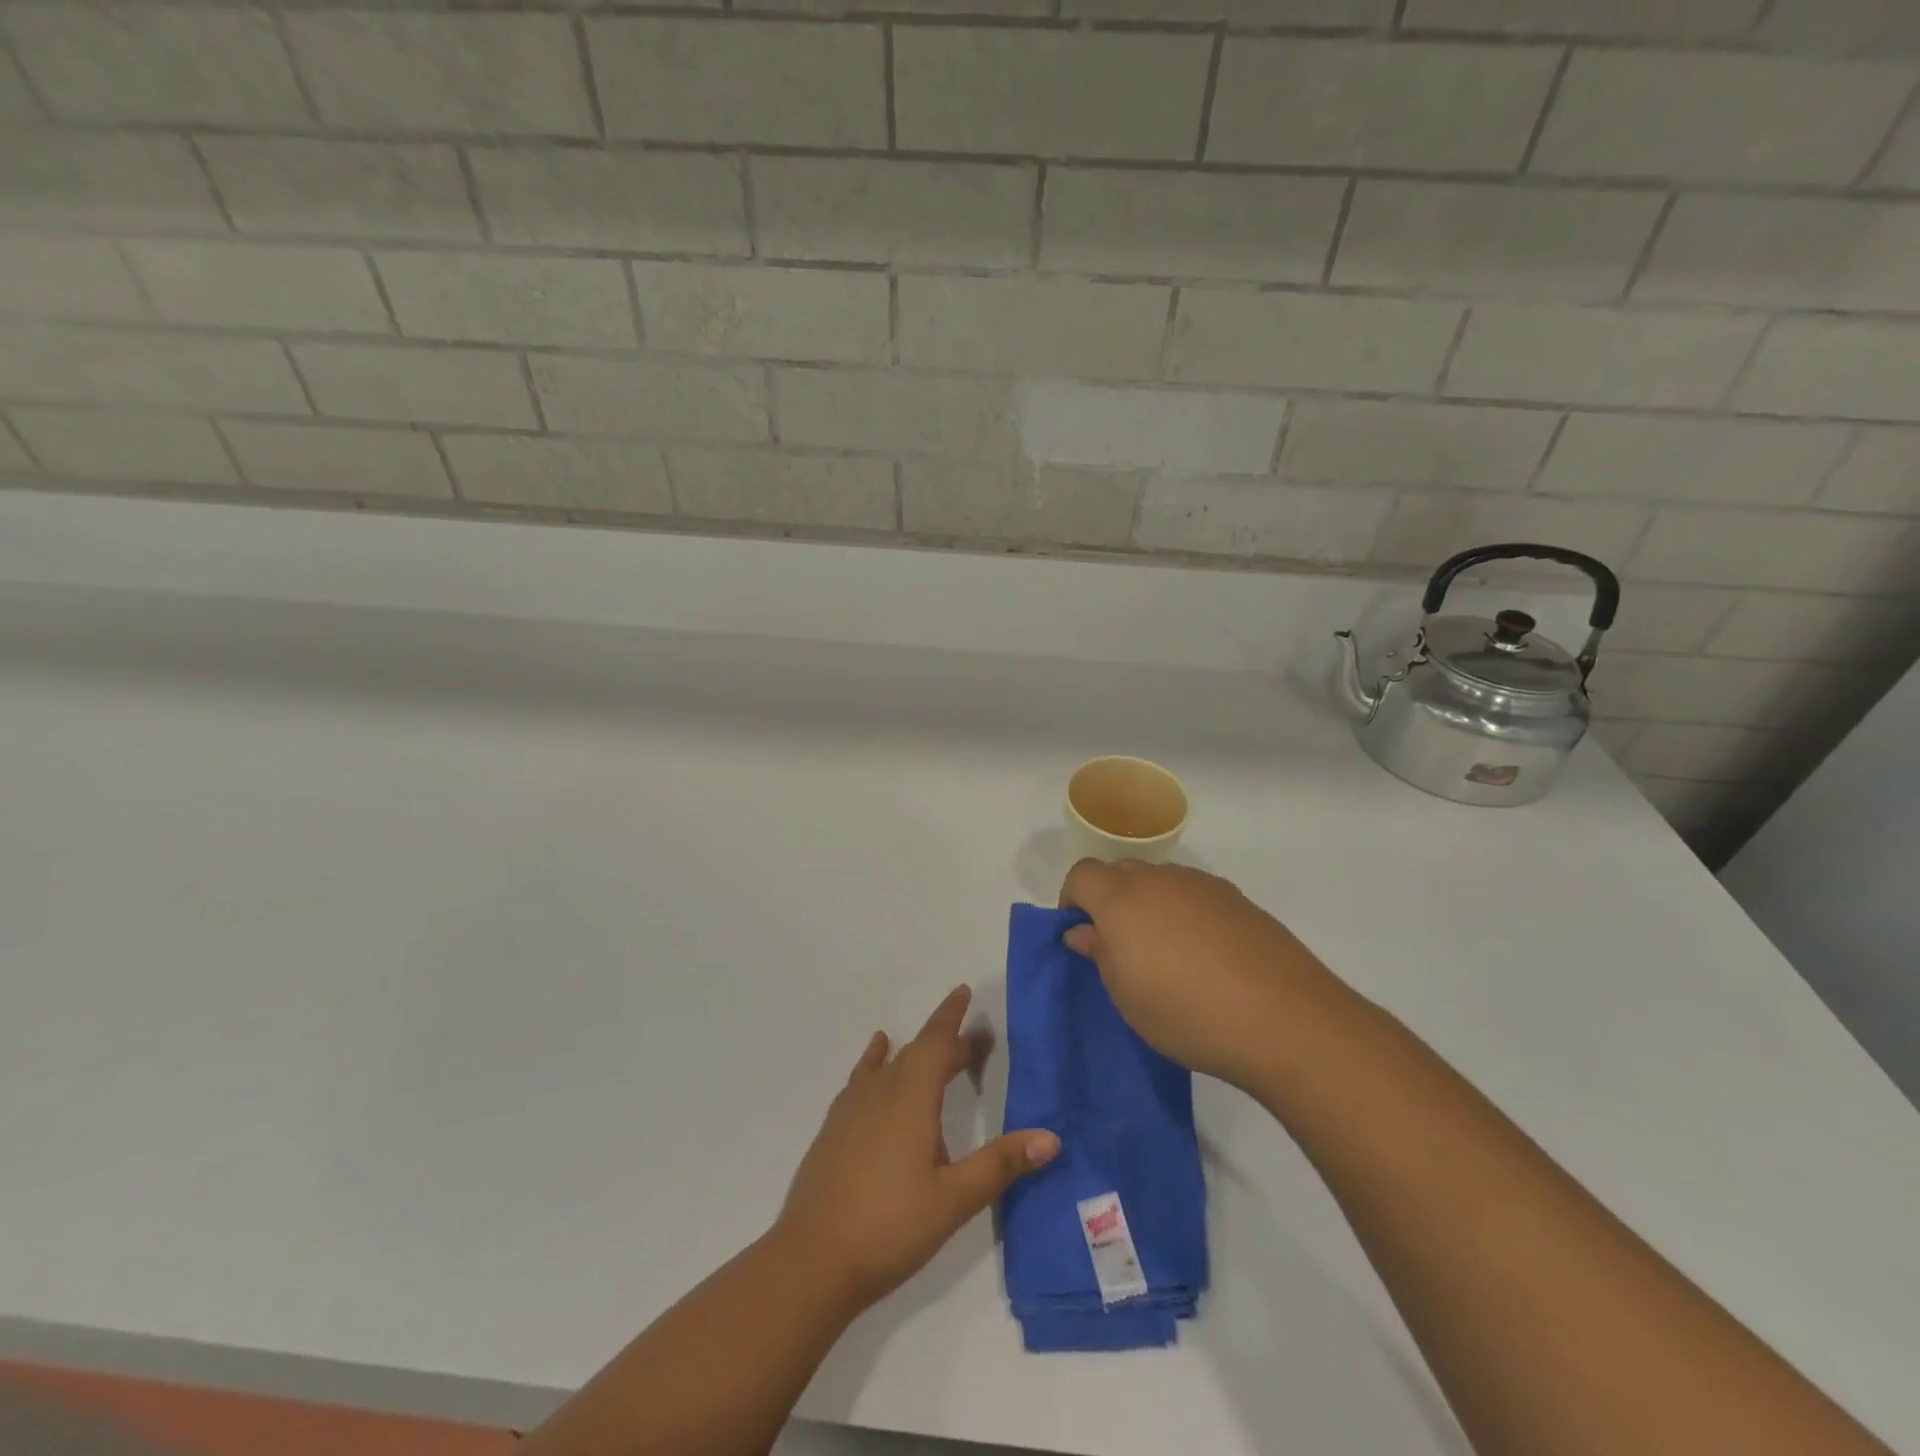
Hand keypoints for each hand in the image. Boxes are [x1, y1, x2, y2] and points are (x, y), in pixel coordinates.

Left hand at [775, 986, 1060, 1309]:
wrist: (812, 1259)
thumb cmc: (890, 1226)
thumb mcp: (954, 1199)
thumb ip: (1000, 1165)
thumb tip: (1051, 1137)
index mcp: (911, 1097)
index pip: (937, 1043)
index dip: (953, 1018)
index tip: (964, 992)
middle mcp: (880, 1091)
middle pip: (917, 1051)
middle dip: (946, 1041)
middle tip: (975, 1041)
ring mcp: (852, 1108)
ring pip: (890, 1063)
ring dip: (916, 1052)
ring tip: (934, 1048)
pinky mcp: (835, 1127)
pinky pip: (863, 1078)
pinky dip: (876, 1061)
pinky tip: (877, 1058)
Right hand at [1060, 860, 1344, 1091]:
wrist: (1283, 1019)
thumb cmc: (1186, 1012)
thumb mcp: (1126, 995)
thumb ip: (1099, 953)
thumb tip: (1083, 931)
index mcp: (1122, 897)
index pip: (1082, 874)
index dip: (1073, 900)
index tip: (1081, 935)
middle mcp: (1160, 879)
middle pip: (1120, 871)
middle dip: (1110, 900)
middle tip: (1120, 947)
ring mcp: (1203, 885)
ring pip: (1160, 881)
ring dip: (1149, 904)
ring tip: (1166, 953)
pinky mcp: (1238, 900)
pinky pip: (1195, 894)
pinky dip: (1186, 912)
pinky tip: (1205, 954)